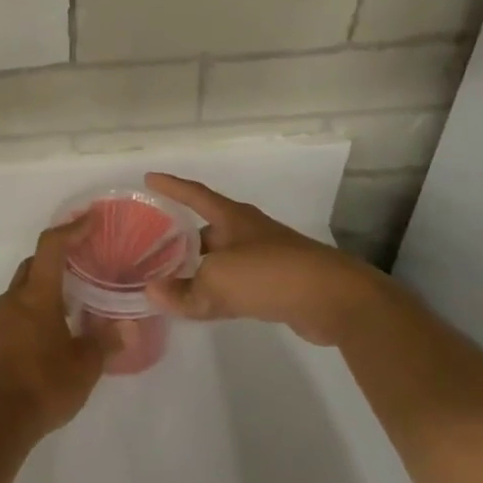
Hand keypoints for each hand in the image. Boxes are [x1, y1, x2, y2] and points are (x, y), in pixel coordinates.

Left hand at [0, 219, 109, 446]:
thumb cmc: (42, 386)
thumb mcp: (84, 367)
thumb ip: (107, 343)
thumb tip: (130, 327)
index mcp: (36, 296)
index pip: (51, 247)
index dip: (71, 229)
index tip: (92, 220)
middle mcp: (13, 300)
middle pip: (34, 264)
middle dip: (58, 257)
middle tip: (85, 260)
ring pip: (24, 289)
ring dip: (47, 286)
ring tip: (75, 299)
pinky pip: (17, 310)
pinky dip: (36, 308)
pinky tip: (54, 330)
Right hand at [143, 173, 415, 346]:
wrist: (334, 299)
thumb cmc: (270, 274)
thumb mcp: (217, 282)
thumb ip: (183, 291)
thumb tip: (152, 293)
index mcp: (232, 218)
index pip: (195, 194)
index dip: (171, 186)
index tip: (148, 179)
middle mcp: (248, 231)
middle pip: (207, 229)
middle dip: (182, 237)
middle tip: (153, 246)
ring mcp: (266, 257)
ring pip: (221, 258)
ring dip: (199, 267)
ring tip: (172, 278)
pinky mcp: (278, 284)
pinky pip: (236, 283)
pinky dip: (217, 291)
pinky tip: (205, 303)